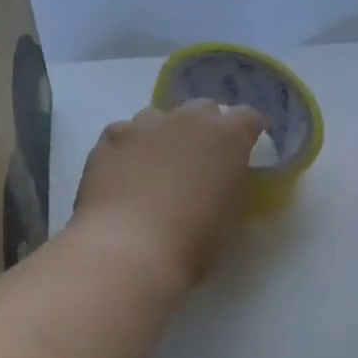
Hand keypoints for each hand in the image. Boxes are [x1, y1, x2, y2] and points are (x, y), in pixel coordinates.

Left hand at [70, 100, 265, 288]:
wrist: (129, 248)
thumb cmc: (192, 242)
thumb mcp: (230, 215)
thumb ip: (229, 185)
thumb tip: (219, 178)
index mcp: (227, 138)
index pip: (248, 118)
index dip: (245, 133)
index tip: (241, 153)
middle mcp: (188, 119)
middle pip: (203, 109)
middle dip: (204, 129)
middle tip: (198, 162)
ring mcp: (144, 125)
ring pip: (158, 117)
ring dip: (162, 135)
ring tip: (153, 169)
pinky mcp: (109, 139)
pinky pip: (122, 134)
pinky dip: (126, 149)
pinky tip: (121, 175)